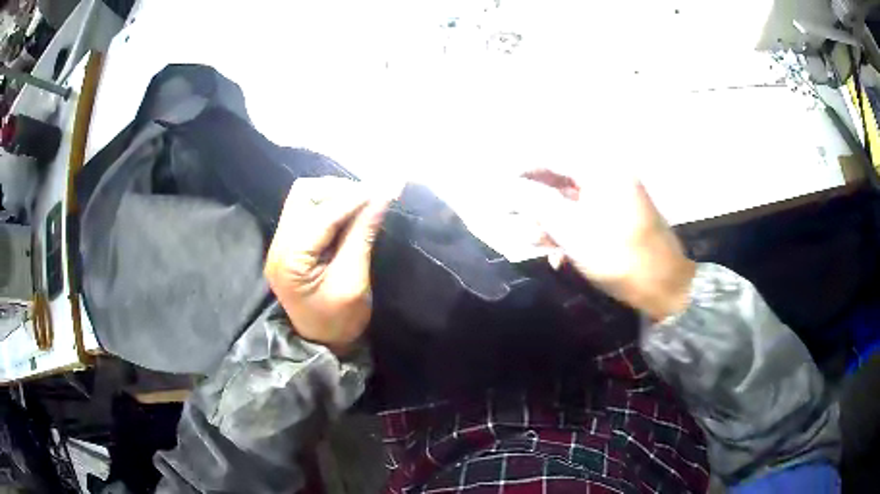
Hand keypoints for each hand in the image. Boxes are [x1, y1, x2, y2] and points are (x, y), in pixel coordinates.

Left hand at [264, 177, 389, 354]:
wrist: (322, 344)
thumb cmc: (340, 322)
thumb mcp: (354, 282)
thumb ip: (363, 235)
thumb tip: (382, 196)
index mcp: (290, 261)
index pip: (321, 215)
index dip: (354, 197)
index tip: (385, 187)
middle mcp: (278, 245)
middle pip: (304, 195)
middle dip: (340, 190)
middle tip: (371, 198)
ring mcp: (280, 243)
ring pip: (304, 197)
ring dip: (334, 195)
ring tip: (361, 204)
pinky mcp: (288, 243)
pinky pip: (306, 210)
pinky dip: (329, 205)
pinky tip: (348, 213)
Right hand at [522, 168, 694, 320]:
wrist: (664, 287)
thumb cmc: (617, 255)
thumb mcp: (571, 229)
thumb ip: (535, 203)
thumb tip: (505, 187)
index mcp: (600, 169)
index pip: (550, 156)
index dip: (521, 169)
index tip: (497, 184)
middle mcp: (608, 176)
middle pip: (560, 180)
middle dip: (534, 202)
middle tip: (511, 218)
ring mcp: (616, 197)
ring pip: (571, 202)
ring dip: (549, 222)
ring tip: (532, 244)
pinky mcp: (619, 218)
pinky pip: (586, 216)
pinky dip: (568, 232)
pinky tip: (557, 256)